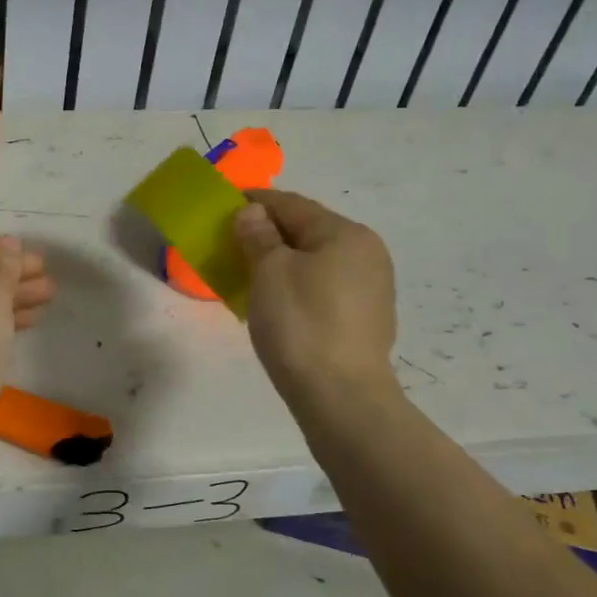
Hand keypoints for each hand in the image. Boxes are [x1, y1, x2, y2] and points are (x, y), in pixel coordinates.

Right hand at [234, 189, 398, 407]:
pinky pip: (325, 286)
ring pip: (317, 260)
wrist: (340, 396)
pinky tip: (278, 300)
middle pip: (308, 231)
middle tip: (232, 241)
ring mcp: (372, 287)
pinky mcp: (366, 318)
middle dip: (269, 232)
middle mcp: (367, 253)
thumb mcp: (269, 272)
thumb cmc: (301, 324)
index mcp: (346, 234)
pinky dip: (298, 283)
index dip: (256, 201)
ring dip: (283, 260)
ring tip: (250, 272)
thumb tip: (253, 212)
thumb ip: (258, 235)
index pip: (292, 205)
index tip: (225, 203)